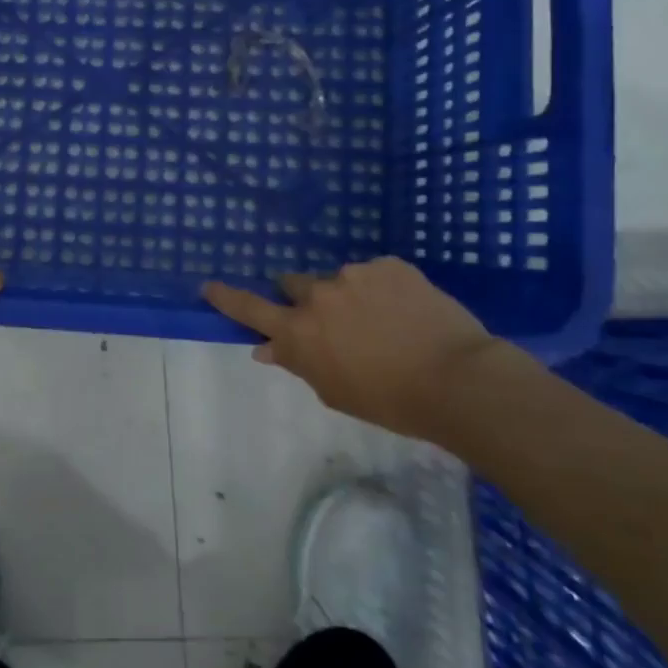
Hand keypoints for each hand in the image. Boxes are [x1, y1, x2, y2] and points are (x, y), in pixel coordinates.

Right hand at [201, 257, 494, 437]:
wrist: (459, 381)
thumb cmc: (391, 402)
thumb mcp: (336, 392)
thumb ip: (299, 364)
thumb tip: (267, 348)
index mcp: (300, 332)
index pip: (250, 310)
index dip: (227, 298)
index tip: (208, 286)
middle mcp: (318, 295)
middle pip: (294, 285)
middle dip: (305, 299)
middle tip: (333, 322)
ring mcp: (354, 275)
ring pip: (339, 280)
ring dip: (349, 296)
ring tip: (385, 323)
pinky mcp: (390, 265)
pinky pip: (376, 274)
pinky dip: (383, 290)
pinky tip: (408, 313)